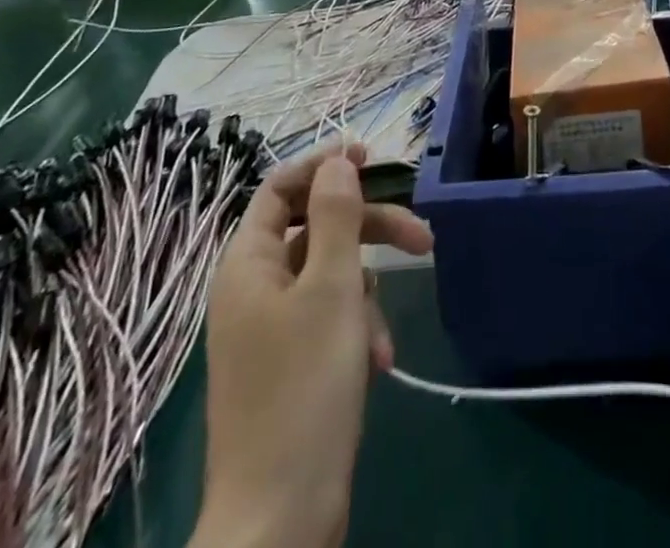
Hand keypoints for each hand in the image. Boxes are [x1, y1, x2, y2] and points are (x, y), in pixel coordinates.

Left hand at [191, 144, 433, 547]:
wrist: (279, 522)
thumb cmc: (304, 389)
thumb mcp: (331, 288)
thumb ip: (335, 216)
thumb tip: (337, 161)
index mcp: (247, 264)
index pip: (280, 187)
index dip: (324, 166)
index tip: (372, 157)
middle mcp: (253, 289)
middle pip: (314, 229)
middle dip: (368, 230)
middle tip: (422, 234)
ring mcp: (269, 330)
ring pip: (328, 277)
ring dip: (366, 291)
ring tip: (386, 332)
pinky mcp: (289, 366)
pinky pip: (327, 321)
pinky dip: (356, 330)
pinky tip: (377, 362)